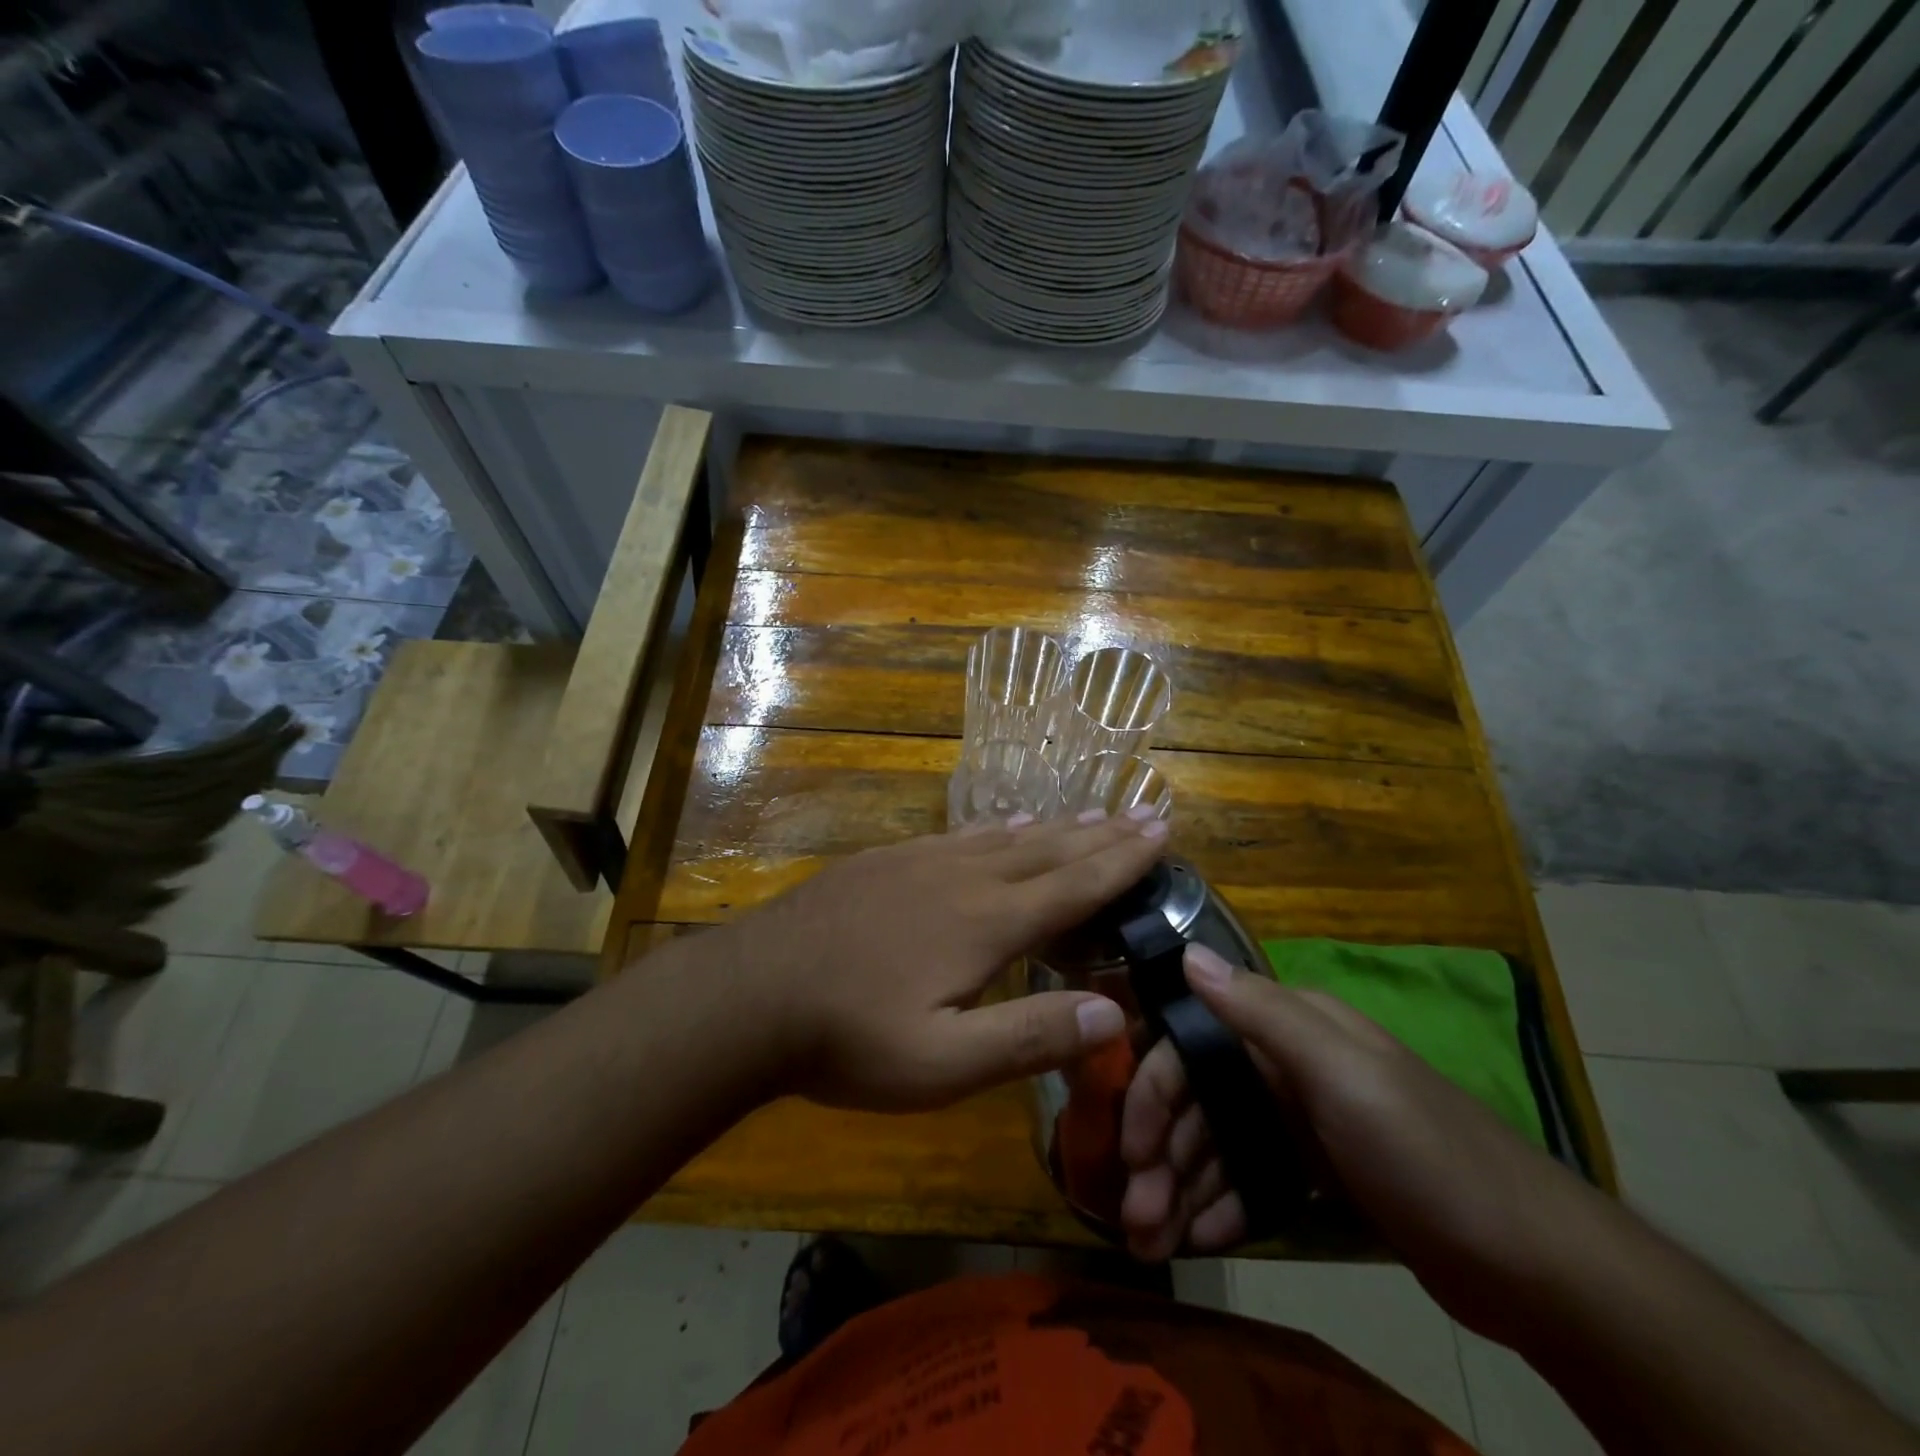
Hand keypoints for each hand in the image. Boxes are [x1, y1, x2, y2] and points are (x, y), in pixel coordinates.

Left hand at [722, 810, 1167, 1111]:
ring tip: (1086, 815)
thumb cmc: (849, 1037)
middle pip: (1046, 850)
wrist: (752, 992)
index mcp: (985, 922)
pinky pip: (958, 835)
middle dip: (1099, 834)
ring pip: (1004, 837)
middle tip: (1141, 814)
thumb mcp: (942, 1065)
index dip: (1121, 860)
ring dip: (1053, 827)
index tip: (1160, 831)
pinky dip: (994, 828)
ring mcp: (919, 862)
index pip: (1073, 885)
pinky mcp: (885, 861)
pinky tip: (1000, 825)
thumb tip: (1114, 1015)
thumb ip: (1028, 1038)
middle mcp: (962, 878)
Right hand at [1120, 944, 1597, 1341]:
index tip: (1129, 1152)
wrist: (1537, 1266)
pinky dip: (1224, 1205)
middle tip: (1136, 1219)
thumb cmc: (1427, 1154)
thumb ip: (1260, 1012)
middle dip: (1162, 1156)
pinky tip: (1205, 1238)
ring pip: (1220, 1143)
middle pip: (1200, 1100)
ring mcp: (1303, 1118)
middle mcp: (1288, 1063)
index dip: (1152, 1093)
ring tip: (1156, 1242)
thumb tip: (1185, 951)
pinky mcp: (1319, 1169)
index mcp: (1290, 1028)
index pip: (1191, 1045)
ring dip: (1183, 1187)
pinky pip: (1251, 1178)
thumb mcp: (1342, 1075)